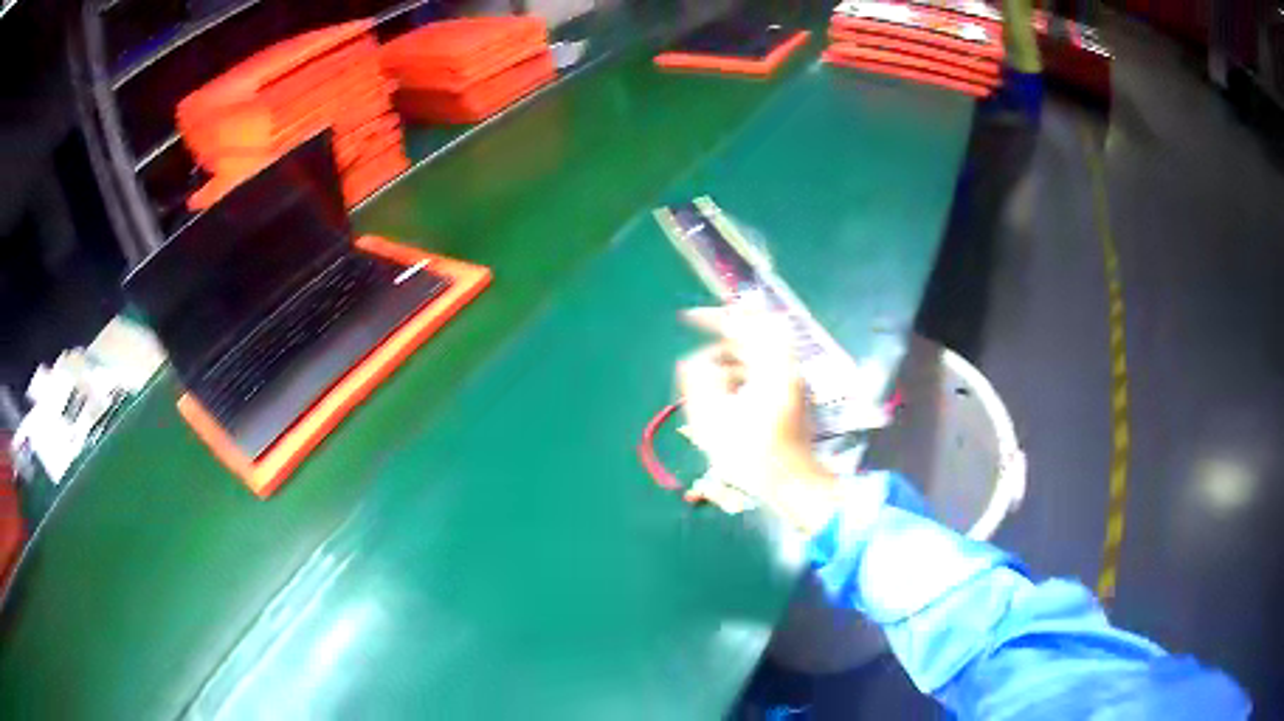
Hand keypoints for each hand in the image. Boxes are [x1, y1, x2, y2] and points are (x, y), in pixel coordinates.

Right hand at [676, 306, 839, 532]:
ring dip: (733, 355)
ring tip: (708, 374)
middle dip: (724, 335)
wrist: (793, 484)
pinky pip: (765, 370)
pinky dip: (743, 371)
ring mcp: (792, 382)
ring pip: (761, 353)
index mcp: (771, 366)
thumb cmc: (752, 454)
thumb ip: (699, 380)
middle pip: (756, 333)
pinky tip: (727, 392)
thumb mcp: (713, 419)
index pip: (743, 323)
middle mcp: (786, 367)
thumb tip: (696, 360)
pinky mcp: (792, 397)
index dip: (713, 316)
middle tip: (701, 341)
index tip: (688, 318)